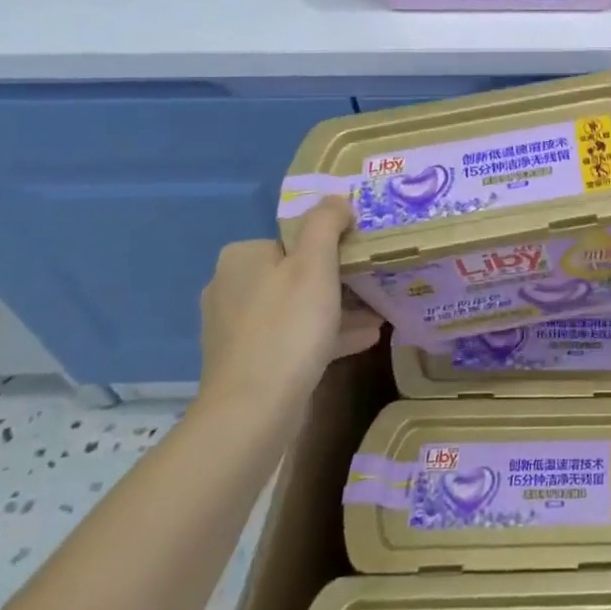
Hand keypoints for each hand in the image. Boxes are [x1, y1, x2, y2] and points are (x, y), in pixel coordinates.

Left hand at [197, 196, 383, 411]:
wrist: (253, 409)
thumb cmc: (288, 326)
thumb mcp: (315, 264)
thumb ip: (326, 224)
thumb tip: (336, 199)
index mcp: (242, 258)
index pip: (294, 239)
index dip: (332, 247)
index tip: (363, 259)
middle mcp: (231, 287)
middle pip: (297, 273)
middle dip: (339, 281)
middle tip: (376, 287)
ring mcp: (236, 327)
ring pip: (298, 307)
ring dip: (338, 310)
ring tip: (379, 315)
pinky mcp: (247, 360)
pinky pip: (293, 337)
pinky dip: (325, 335)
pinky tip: (364, 339)